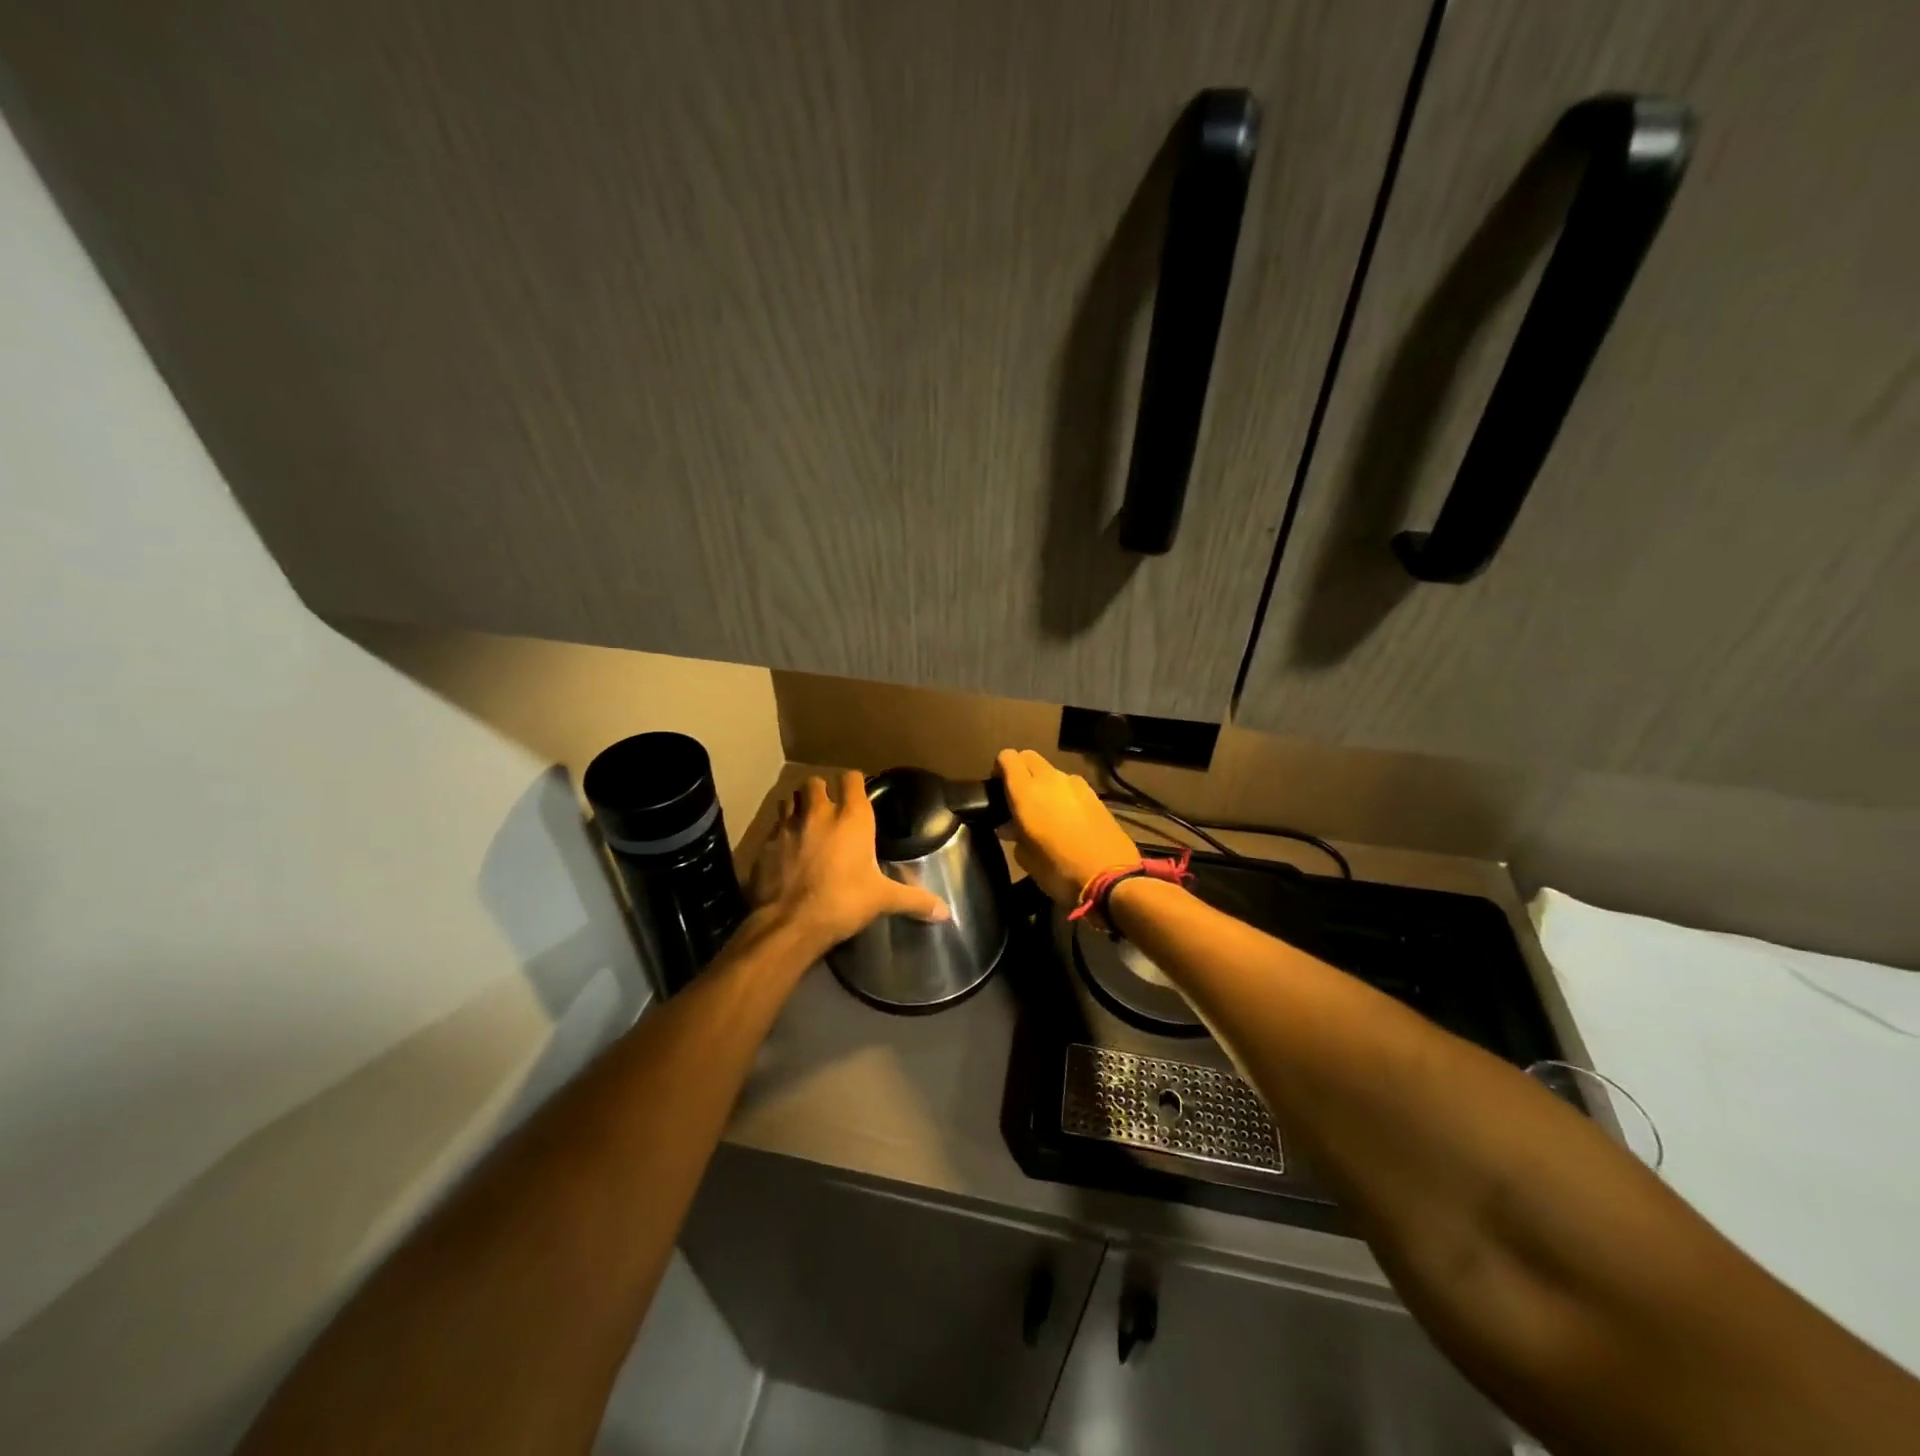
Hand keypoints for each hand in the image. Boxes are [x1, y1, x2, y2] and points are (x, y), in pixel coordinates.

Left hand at [749, 772, 949, 950]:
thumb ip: (915, 900)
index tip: (858, 794)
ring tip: (805, 822)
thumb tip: (946, 912)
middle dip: (821, 791)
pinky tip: (786, 848)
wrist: (790, 923)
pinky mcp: (765, 843)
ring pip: (790, 799)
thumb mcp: (883, 900)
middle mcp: (818, 813)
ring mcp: (788, 825)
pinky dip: (780, 831)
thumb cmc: (843, 902)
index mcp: (851, 818)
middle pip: (815, 782)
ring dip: (798, 806)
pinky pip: (773, 826)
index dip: (854, 783)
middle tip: (829, 810)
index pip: (851, 779)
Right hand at [995, 749, 1140, 906]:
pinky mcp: (1095, 795)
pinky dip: (1063, 795)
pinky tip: (1067, 820)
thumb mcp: (1025, 858)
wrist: (1110, 877)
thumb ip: (1014, 834)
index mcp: (1026, 791)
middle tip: (1018, 798)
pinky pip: (1071, 786)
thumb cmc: (1058, 869)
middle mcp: (1050, 779)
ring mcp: (1076, 784)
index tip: (998, 789)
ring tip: (1045, 812)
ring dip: (1044, 784)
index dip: (999, 768)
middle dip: (1020, 770)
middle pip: (1029, 757)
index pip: (1007, 757)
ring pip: (1052, 772)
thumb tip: (1010, 826)